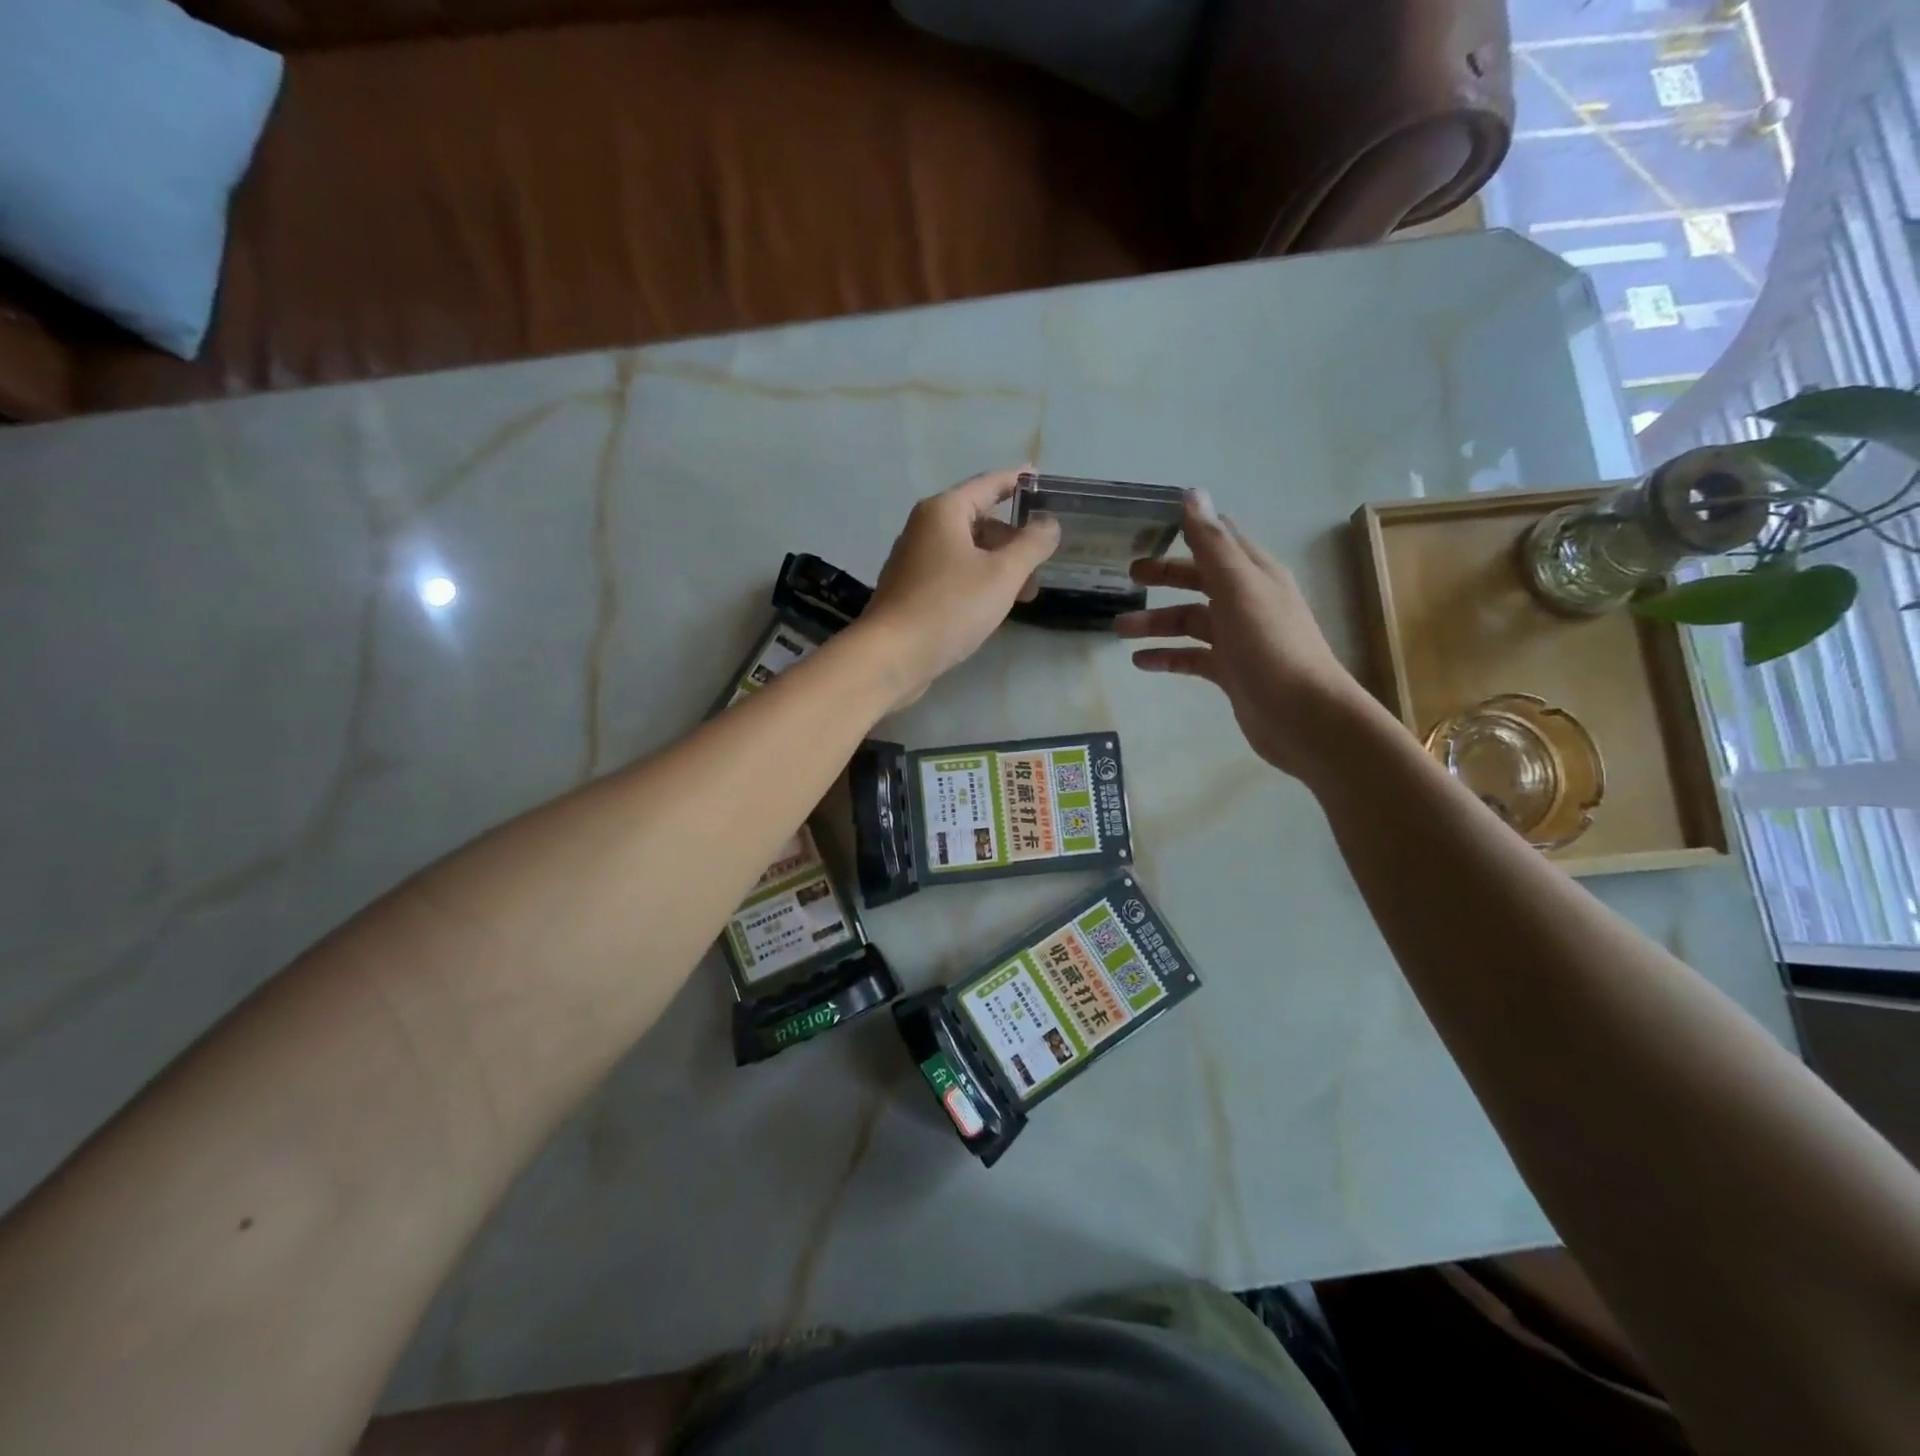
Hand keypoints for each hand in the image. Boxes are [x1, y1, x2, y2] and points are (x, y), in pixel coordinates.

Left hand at [864, 467, 1061, 709]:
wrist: (893, 656)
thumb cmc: (950, 607)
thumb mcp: (1003, 574)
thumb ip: (1032, 544)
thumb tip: (1048, 522)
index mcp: (943, 511)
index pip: (989, 484)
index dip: (1018, 481)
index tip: (1043, 481)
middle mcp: (924, 528)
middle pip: (979, 521)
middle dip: (1014, 540)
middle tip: (1043, 563)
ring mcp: (914, 560)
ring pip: (967, 552)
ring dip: (999, 566)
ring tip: (1025, 595)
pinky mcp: (911, 590)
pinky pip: (953, 574)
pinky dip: (978, 582)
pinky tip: (993, 607)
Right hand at [1116, 490, 1369, 778]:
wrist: (1302, 716)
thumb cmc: (1271, 645)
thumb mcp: (1238, 587)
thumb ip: (1212, 543)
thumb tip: (1191, 493)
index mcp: (1254, 573)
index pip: (1219, 538)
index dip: (1188, 529)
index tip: (1148, 526)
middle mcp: (1247, 600)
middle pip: (1199, 579)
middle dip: (1165, 576)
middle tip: (1127, 577)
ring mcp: (1239, 638)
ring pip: (1190, 621)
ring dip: (1156, 622)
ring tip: (1119, 629)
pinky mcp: (1230, 671)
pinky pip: (1191, 657)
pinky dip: (1166, 656)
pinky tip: (1140, 662)